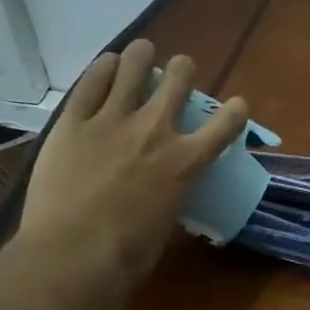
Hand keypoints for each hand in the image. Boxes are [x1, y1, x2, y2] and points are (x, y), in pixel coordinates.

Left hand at [17, 40, 249, 293]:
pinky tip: (107, 64)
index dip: (236, 111)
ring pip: (134, 66)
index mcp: (186, 162)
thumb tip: (168, 194)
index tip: (236, 107)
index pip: (226, 124)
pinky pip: (91, 81)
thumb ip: (172, 196)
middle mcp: (155, 129)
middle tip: (177, 73)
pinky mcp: (73, 121)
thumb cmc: (129, 255)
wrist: (74, 255)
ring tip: (140, 54)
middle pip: (178, 79)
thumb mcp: (167, 224)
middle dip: (182, 70)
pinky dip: (103, 68)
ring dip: (142, 56)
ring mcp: (112, 120)